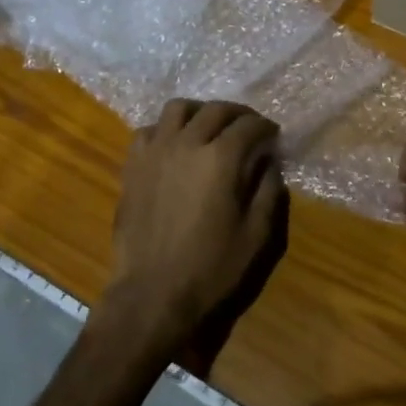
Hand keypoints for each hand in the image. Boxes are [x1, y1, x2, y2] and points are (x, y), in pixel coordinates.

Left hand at [99, 99, 287, 369]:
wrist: (153, 296)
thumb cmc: (212, 269)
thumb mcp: (257, 235)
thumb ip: (268, 190)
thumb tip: (269, 162)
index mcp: (221, 158)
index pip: (249, 125)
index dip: (265, 126)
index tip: (273, 135)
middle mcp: (186, 143)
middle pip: (215, 110)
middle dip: (237, 114)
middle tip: (248, 127)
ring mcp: (154, 152)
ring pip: (177, 109)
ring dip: (199, 112)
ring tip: (209, 127)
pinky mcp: (132, 166)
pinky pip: (148, 131)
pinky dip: (165, 130)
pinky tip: (174, 146)